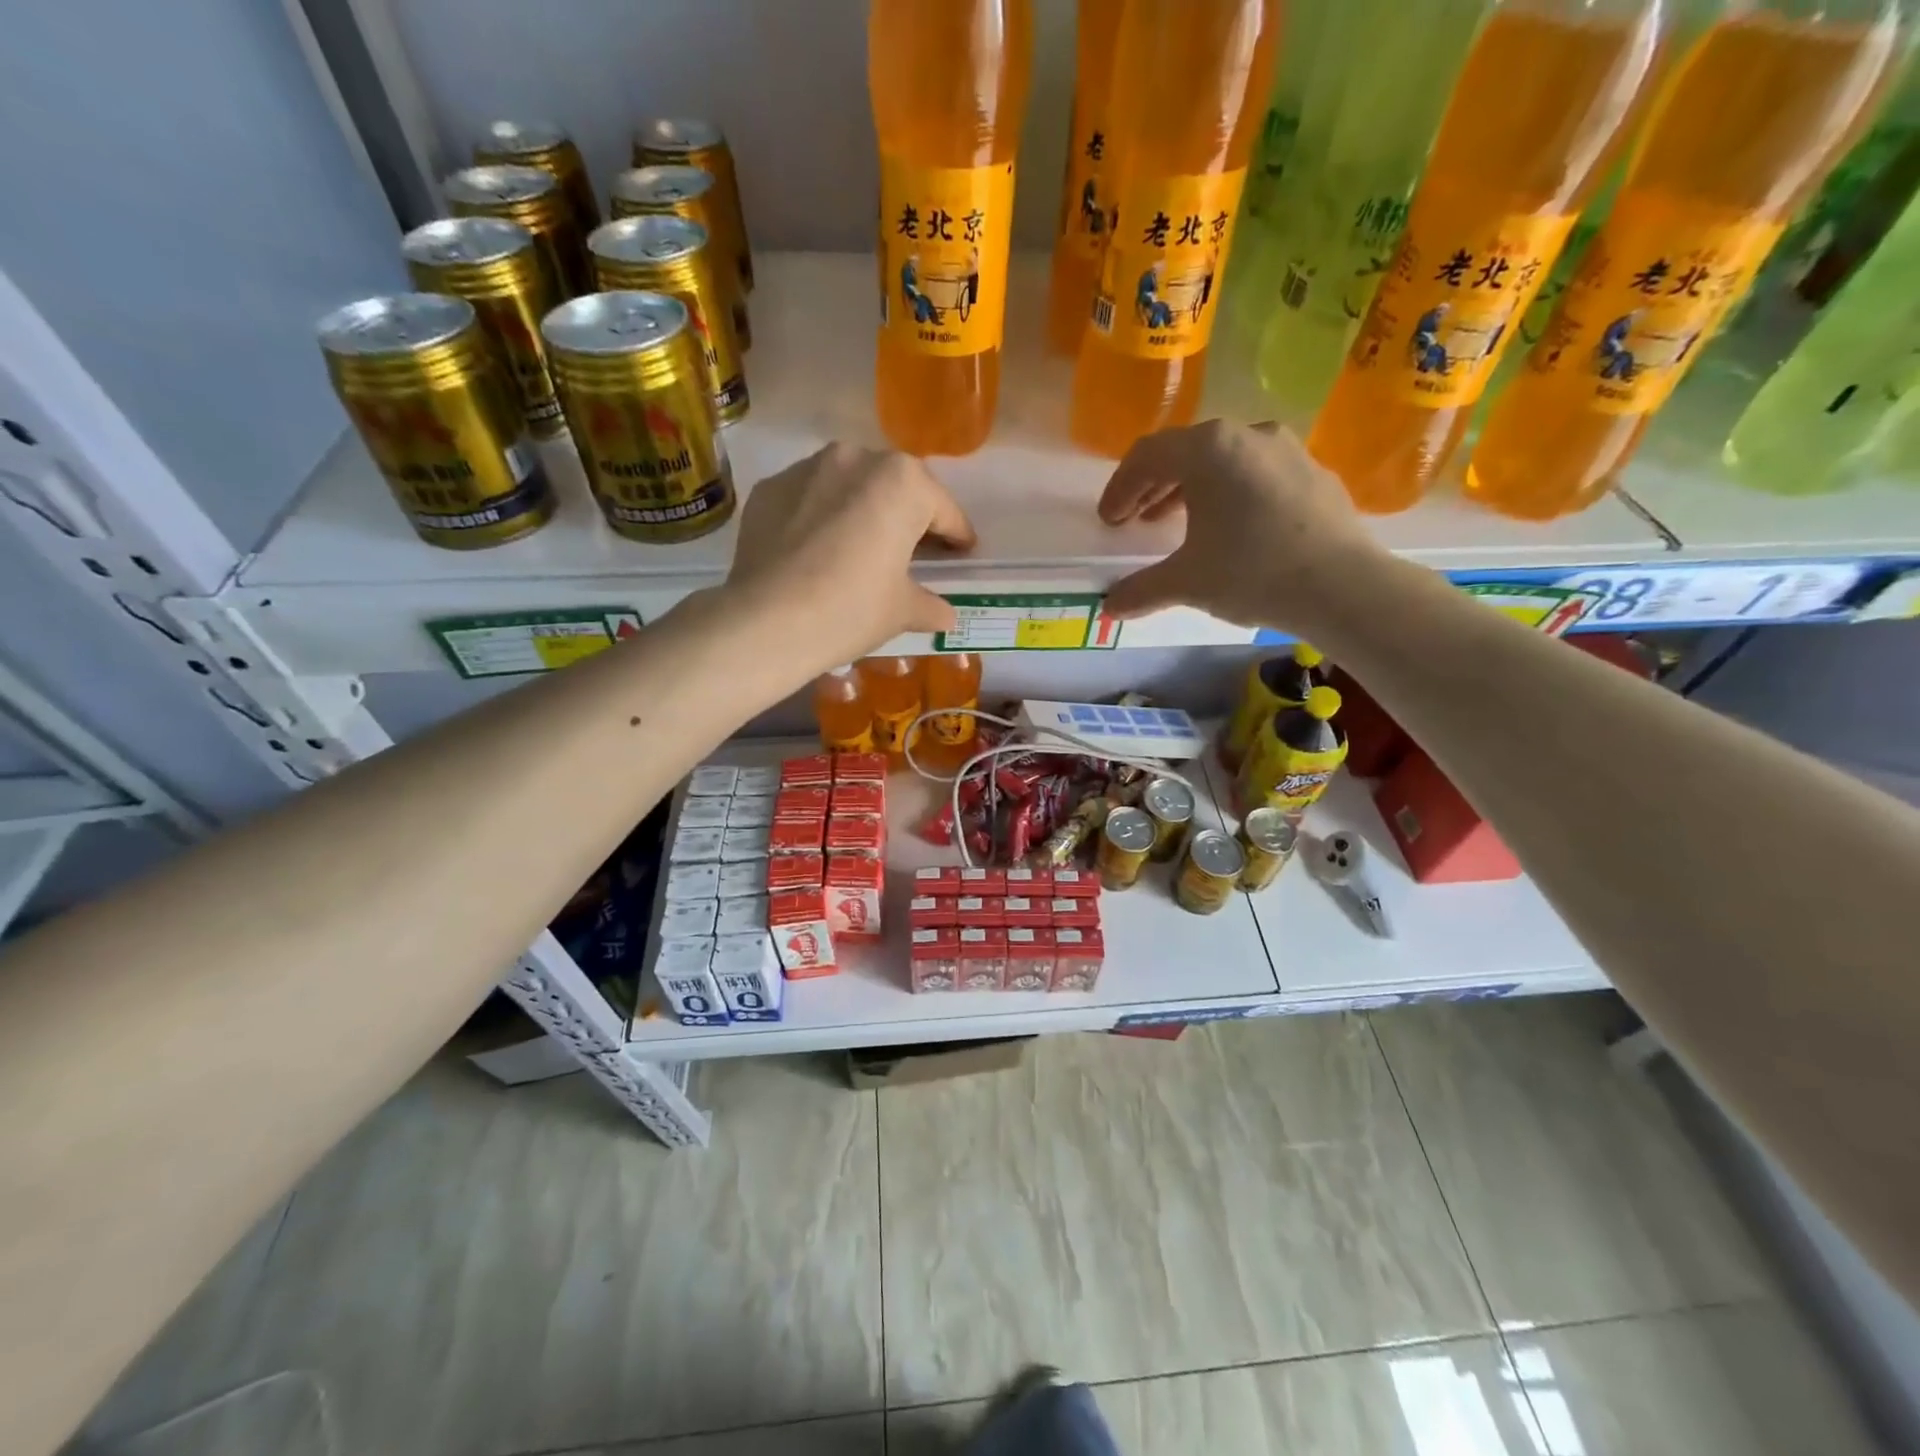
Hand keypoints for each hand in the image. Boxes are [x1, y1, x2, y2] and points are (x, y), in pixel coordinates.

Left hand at [725, 442, 976, 667]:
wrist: (766, 622)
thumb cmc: (851, 609)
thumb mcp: (902, 610)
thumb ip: (930, 605)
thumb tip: (946, 614)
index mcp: (902, 482)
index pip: (943, 510)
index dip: (957, 535)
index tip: (963, 551)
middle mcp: (856, 458)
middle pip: (896, 488)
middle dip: (908, 516)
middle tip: (913, 551)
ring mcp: (807, 468)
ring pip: (849, 486)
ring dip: (862, 510)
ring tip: (860, 548)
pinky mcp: (770, 488)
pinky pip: (809, 498)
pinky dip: (821, 517)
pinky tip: (818, 551)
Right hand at [1098, 420, 1386, 630]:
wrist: (1343, 586)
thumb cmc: (1252, 572)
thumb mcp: (1186, 582)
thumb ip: (1141, 590)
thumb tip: (1110, 607)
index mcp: (1209, 450)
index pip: (1148, 456)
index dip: (1121, 487)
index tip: (1109, 520)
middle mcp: (1247, 434)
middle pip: (1186, 452)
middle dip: (1154, 486)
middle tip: (1136, 519)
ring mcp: (1287, 449)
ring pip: (1225, 460)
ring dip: (1192, 488)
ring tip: (1177, 523)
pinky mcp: (1314, 472)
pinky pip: (1258, 473)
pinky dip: (1232, 493)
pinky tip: (1232, 528)